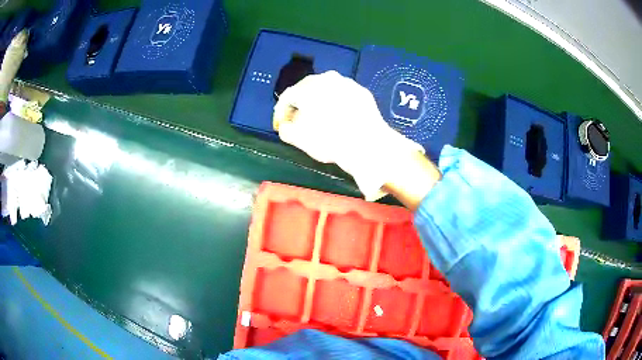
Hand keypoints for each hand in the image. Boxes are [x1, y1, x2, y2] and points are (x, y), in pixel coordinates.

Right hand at [273, 71, 439, 206]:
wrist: (370, 145)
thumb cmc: (330, 141)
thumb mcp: (299, 139)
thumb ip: (286, 129)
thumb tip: (287, 125)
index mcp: (307, 87)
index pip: (287, 98)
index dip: (280, 113)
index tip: (280, 126)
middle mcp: (326, 78)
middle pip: (306, 90)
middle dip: (299, 106)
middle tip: (296, 121)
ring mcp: (346, 83)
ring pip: (325, 91)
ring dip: (317, 103)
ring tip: (318, 119)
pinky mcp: (362, 91)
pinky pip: (342, 95)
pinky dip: (336, 104)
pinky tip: (338, 117)